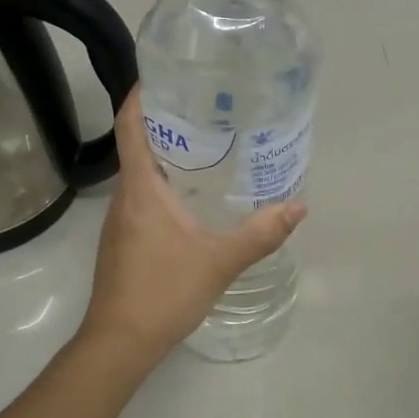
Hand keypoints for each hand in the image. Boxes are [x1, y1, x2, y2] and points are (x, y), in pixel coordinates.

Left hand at [80, 87, 306, 367]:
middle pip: (137, 144)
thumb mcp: (220, 261)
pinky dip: (164, 183)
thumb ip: (261, 234)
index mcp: (141, 189)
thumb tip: (299, 208)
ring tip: (207, 144)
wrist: (119, 343)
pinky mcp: (123, 241)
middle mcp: (124, 197)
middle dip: (166, 121)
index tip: (164, 74)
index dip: (141, 95)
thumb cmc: (164, 292)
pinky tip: (193, 195)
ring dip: (166, 154)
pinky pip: (142, 197)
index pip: (131, 126)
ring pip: (140, 173)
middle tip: (207, 107)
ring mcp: (120, 221)